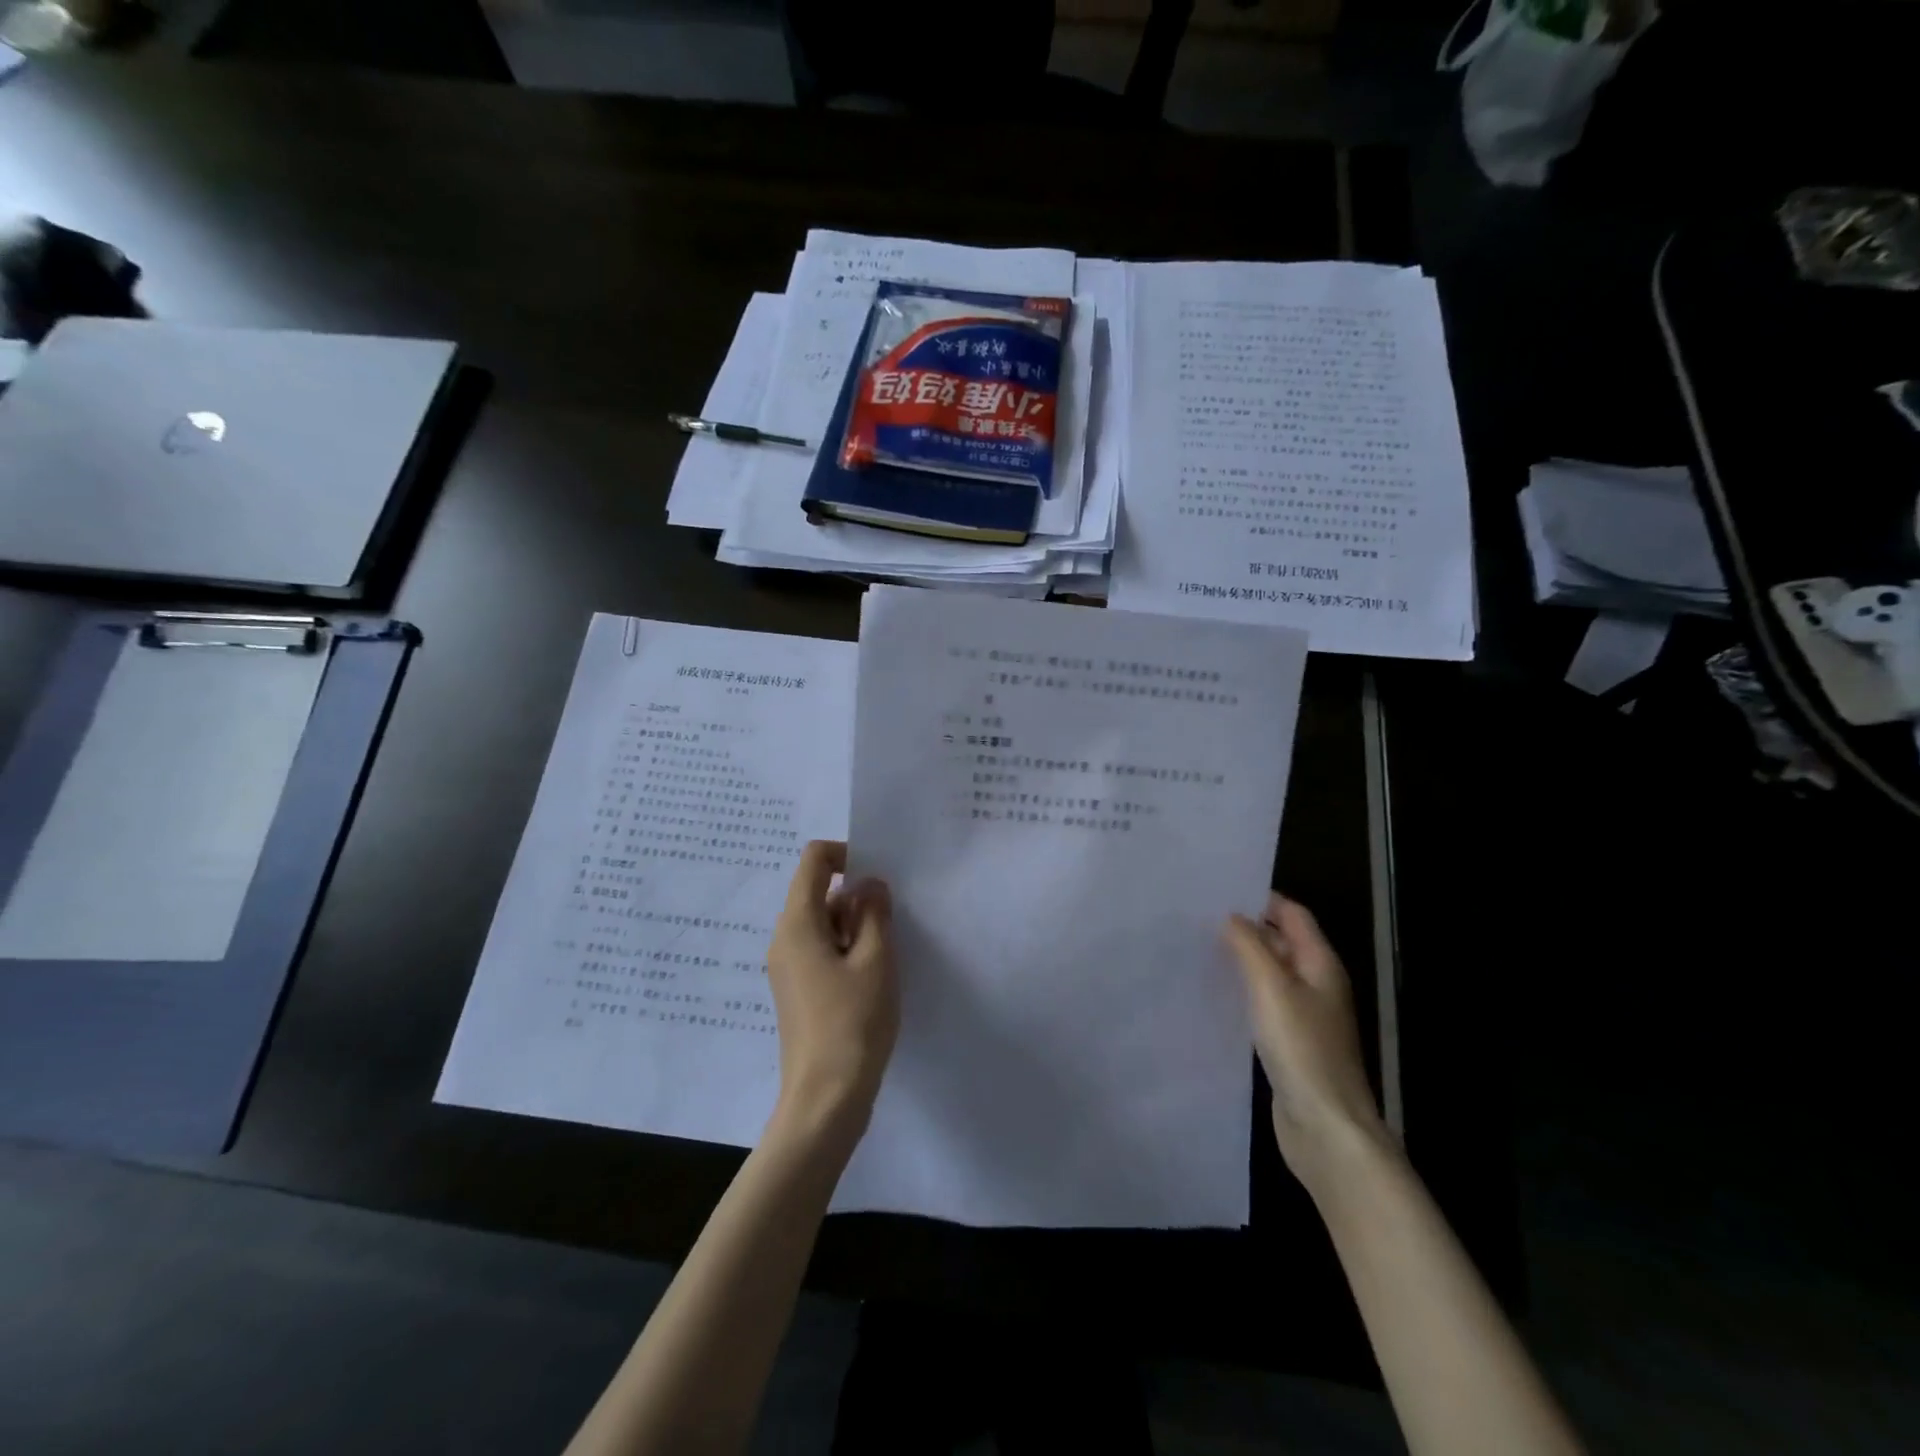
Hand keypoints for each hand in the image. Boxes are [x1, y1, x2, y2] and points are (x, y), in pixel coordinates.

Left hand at [766, 841, 898, 1142]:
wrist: (825, 1099)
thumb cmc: (853, 1023)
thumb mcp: (876, 960)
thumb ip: (874, 913)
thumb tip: (870, 885)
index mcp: (797, 924)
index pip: (814, 860)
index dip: (847, 854)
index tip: (879, 879)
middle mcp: (784, 939)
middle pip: (818, 892)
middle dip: (857, 898)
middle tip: (890, 929)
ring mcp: (787, 967)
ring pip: (822, 924)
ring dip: (855, 927)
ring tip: (885, 959)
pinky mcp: (797, 991)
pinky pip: (820, 951)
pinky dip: (847, 950)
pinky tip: (872, 980)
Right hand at [1224, 894, 1390, 1190]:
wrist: (1326, 1128)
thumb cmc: (1301, 1049)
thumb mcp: (1271, 987)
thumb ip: (1250, 945)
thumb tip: (1231, 916)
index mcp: (1320, 964)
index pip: (1292, 914)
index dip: (1260, 898)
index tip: (1217, 890)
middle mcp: (1316, 984)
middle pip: (1281, 941)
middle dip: (1245, 927)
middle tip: (1197, 916)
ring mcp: (1304, 1015)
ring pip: (1269, 973)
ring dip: (1240, 959)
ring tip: (1196, 947)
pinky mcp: (1289, 1042)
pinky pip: (1262, 1003)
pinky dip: (1241, 991)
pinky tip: (1212, 992)